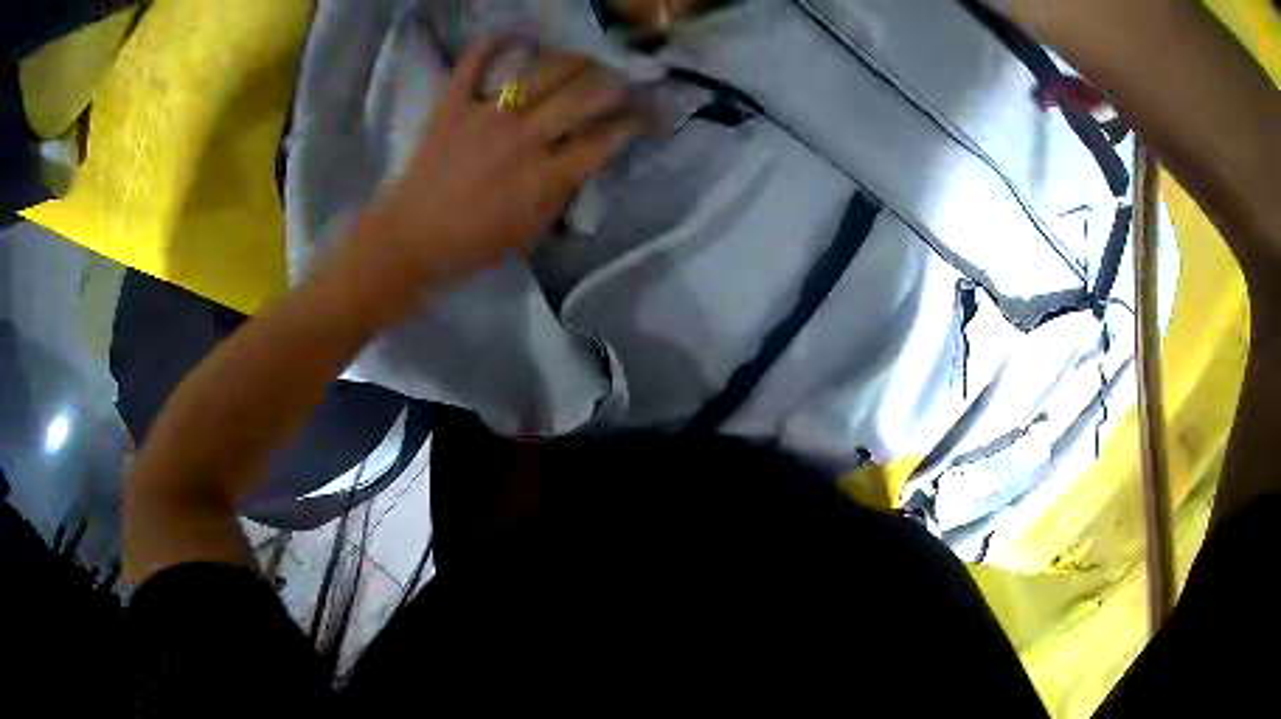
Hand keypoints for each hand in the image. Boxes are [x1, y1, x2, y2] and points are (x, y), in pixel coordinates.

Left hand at [367, 38, 639, 284]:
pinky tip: (514, 32)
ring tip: (584, 58)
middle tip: (621, 80)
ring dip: (571, 61)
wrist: (410, 241)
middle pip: (581, 97)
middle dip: (612, 85)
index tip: (646, 114)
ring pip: (540, 73)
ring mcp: (485, 117)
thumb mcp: (530, 234)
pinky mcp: (452, 107)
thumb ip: (561, 195)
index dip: (633, 123)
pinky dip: (491, 44)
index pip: (603, 140)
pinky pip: (473, 65)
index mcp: (544, 177)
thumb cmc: (472, 246)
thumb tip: (583, 161)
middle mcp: (522, 139)